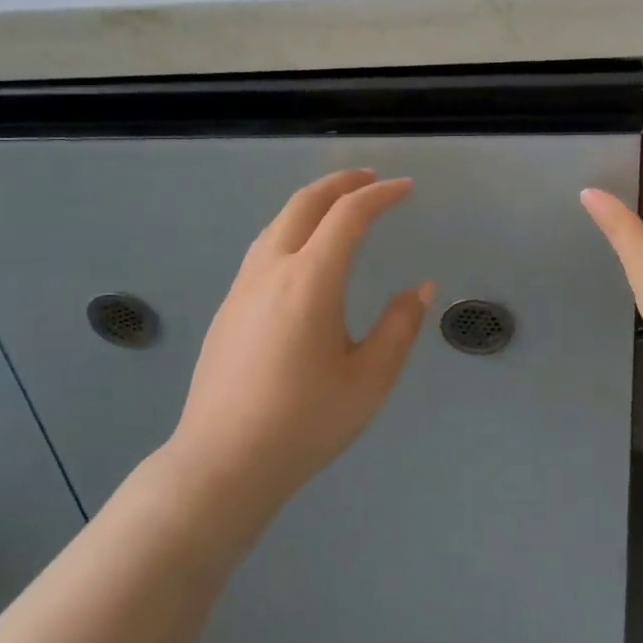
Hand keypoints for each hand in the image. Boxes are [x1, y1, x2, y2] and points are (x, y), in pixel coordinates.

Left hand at [166, 168, 433, 530]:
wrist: (222, 463)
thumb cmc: (305, 422)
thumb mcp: (370, 379)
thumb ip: (399, 326)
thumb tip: (420, 288)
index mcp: (310, 280)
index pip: (348, 215)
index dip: (380, 195)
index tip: (406, 189)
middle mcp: (271, 270)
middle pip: (304, 204)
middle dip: (340, 183)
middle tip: (371, 178)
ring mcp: (242, 288)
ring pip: (276, 223)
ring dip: (311, 204)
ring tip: (339, 206)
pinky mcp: (228, 309)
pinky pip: (263, 248)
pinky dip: (292, 229)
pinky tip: (303, 254)